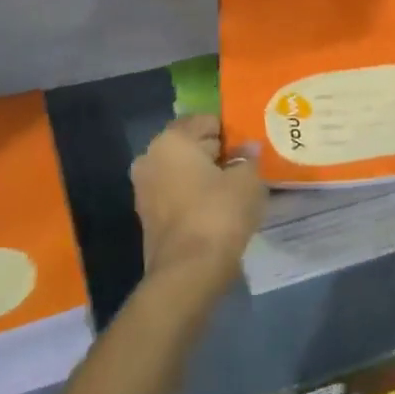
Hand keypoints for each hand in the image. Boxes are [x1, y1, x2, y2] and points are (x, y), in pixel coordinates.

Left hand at [130, 115, 265, 290]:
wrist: (188, 272)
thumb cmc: (219, 213)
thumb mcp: (247, 180)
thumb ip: (249, 158)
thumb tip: (248, 149)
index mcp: (171, 139)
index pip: (205, 121)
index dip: (230, 131)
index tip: (249, 146)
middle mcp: (150, 157)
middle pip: (191, 145)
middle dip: (217, 153)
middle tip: (246, 165)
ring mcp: (144, 189)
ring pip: (182, 171)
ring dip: (205, 176)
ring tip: (235, 188)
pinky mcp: (147, 216)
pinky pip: (177, 194)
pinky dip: (195, 196)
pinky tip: (219, 208)